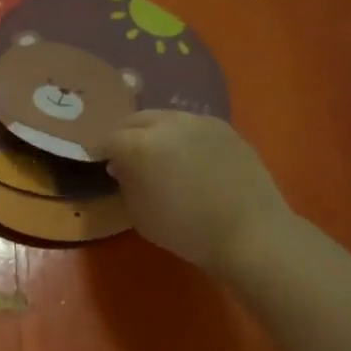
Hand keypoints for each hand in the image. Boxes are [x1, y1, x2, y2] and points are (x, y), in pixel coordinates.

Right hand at [101, 112, 294, 276]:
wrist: (250, 232)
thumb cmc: (186, 230)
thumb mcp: (139, 214)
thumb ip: (126, 183)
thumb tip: (122, 166)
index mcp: (141, 145)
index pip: (109, 138)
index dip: (101, 151)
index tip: (100, 164)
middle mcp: (169, 123)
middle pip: (135, 119)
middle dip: (126, 135)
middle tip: (124, 155)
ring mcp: (201, 121)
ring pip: (165, 118)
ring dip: (154, 132)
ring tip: (158, 155)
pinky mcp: (226, 128)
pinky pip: (193, 126)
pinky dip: (182, 137)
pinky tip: (189, 159)